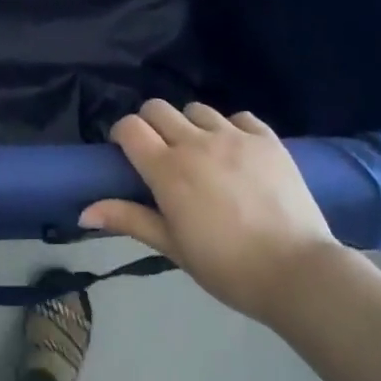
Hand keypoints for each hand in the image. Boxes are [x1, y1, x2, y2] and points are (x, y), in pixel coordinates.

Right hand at [80, 99, 341, 321]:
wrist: (297, 272)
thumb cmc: (227, 267)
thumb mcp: (173, 247)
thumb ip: (129, 220)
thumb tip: (83, 212)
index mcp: (168, 169)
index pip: (130, 127)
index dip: (122, 134)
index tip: (127, 154)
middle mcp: (196, 142)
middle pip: (158, 108)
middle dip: (151, 125)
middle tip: (162, 154)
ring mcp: (234, 136)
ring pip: (197, 109)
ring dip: (191, 126)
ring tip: (202, 154)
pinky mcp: (267, 138)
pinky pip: (239, 117)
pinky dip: (231, 128)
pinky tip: (237, 153)